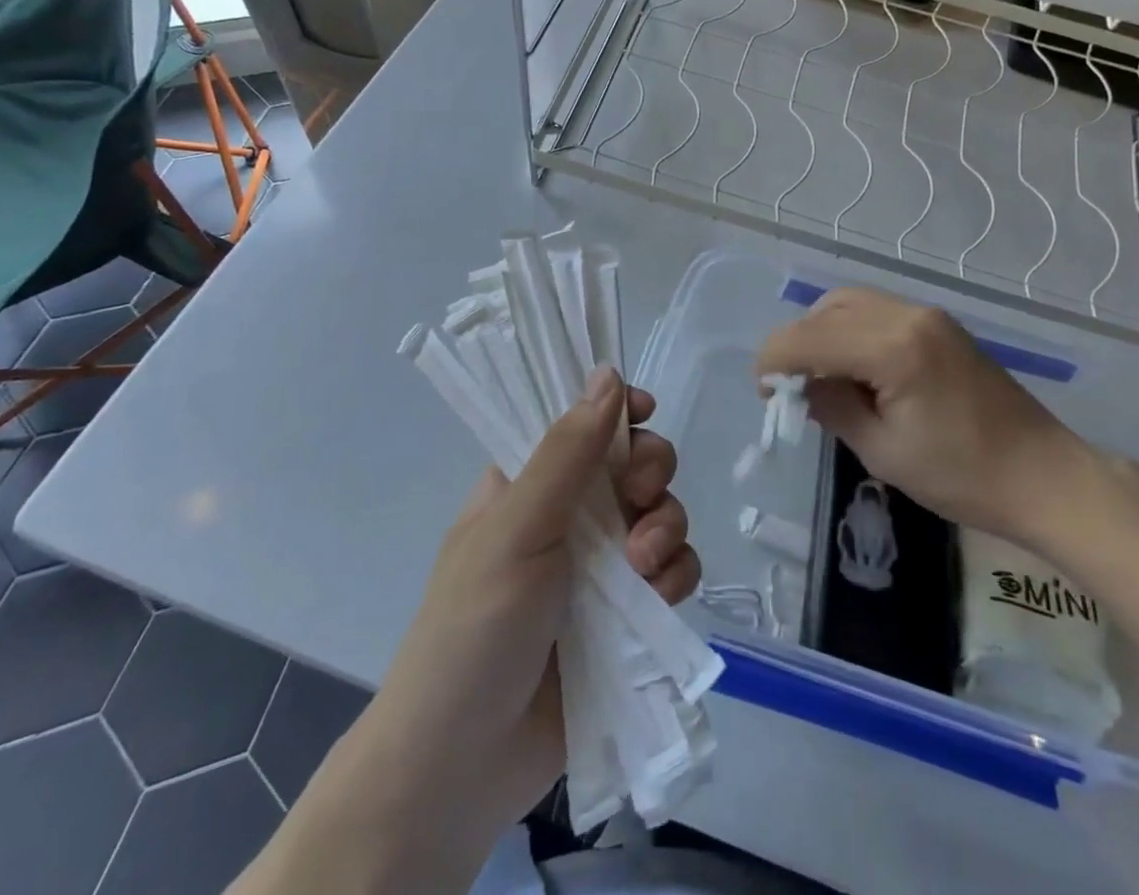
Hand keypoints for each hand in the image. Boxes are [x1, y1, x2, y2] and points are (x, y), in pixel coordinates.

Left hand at [299, 368, 697, 887]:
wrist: (463, 766)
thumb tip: (609, 373)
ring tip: (643, 566)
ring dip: (666, 527)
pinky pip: (674, 570)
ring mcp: (602, 566)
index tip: (645, 413)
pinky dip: (674, 576)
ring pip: (661, 513)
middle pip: (635, 462)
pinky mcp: (629, 615)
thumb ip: (568, 453)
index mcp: (530, 481)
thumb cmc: (473, 629)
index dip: (620, 410)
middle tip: (638, 498)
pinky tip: (657, 599)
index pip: (584, 420)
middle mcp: (570, 514)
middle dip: (650, 472)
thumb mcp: (516, 529)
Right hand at [756, 286, 1090, 543]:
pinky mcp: (940, 325)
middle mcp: (908, 315)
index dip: (774, 360)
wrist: (1045, 476)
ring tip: (820, 378)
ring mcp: (927, 315)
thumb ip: (832, 408)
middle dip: (797, 343)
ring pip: (850, 303)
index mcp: (892, 347)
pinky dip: (851, 331)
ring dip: (823, 332)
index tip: (763, 393)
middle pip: (827, 309)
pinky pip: (878, 312)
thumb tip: (800, 386)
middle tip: (789, 388)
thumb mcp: (883, 451)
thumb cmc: (963, 476)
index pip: (809, 337)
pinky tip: (854, 368)